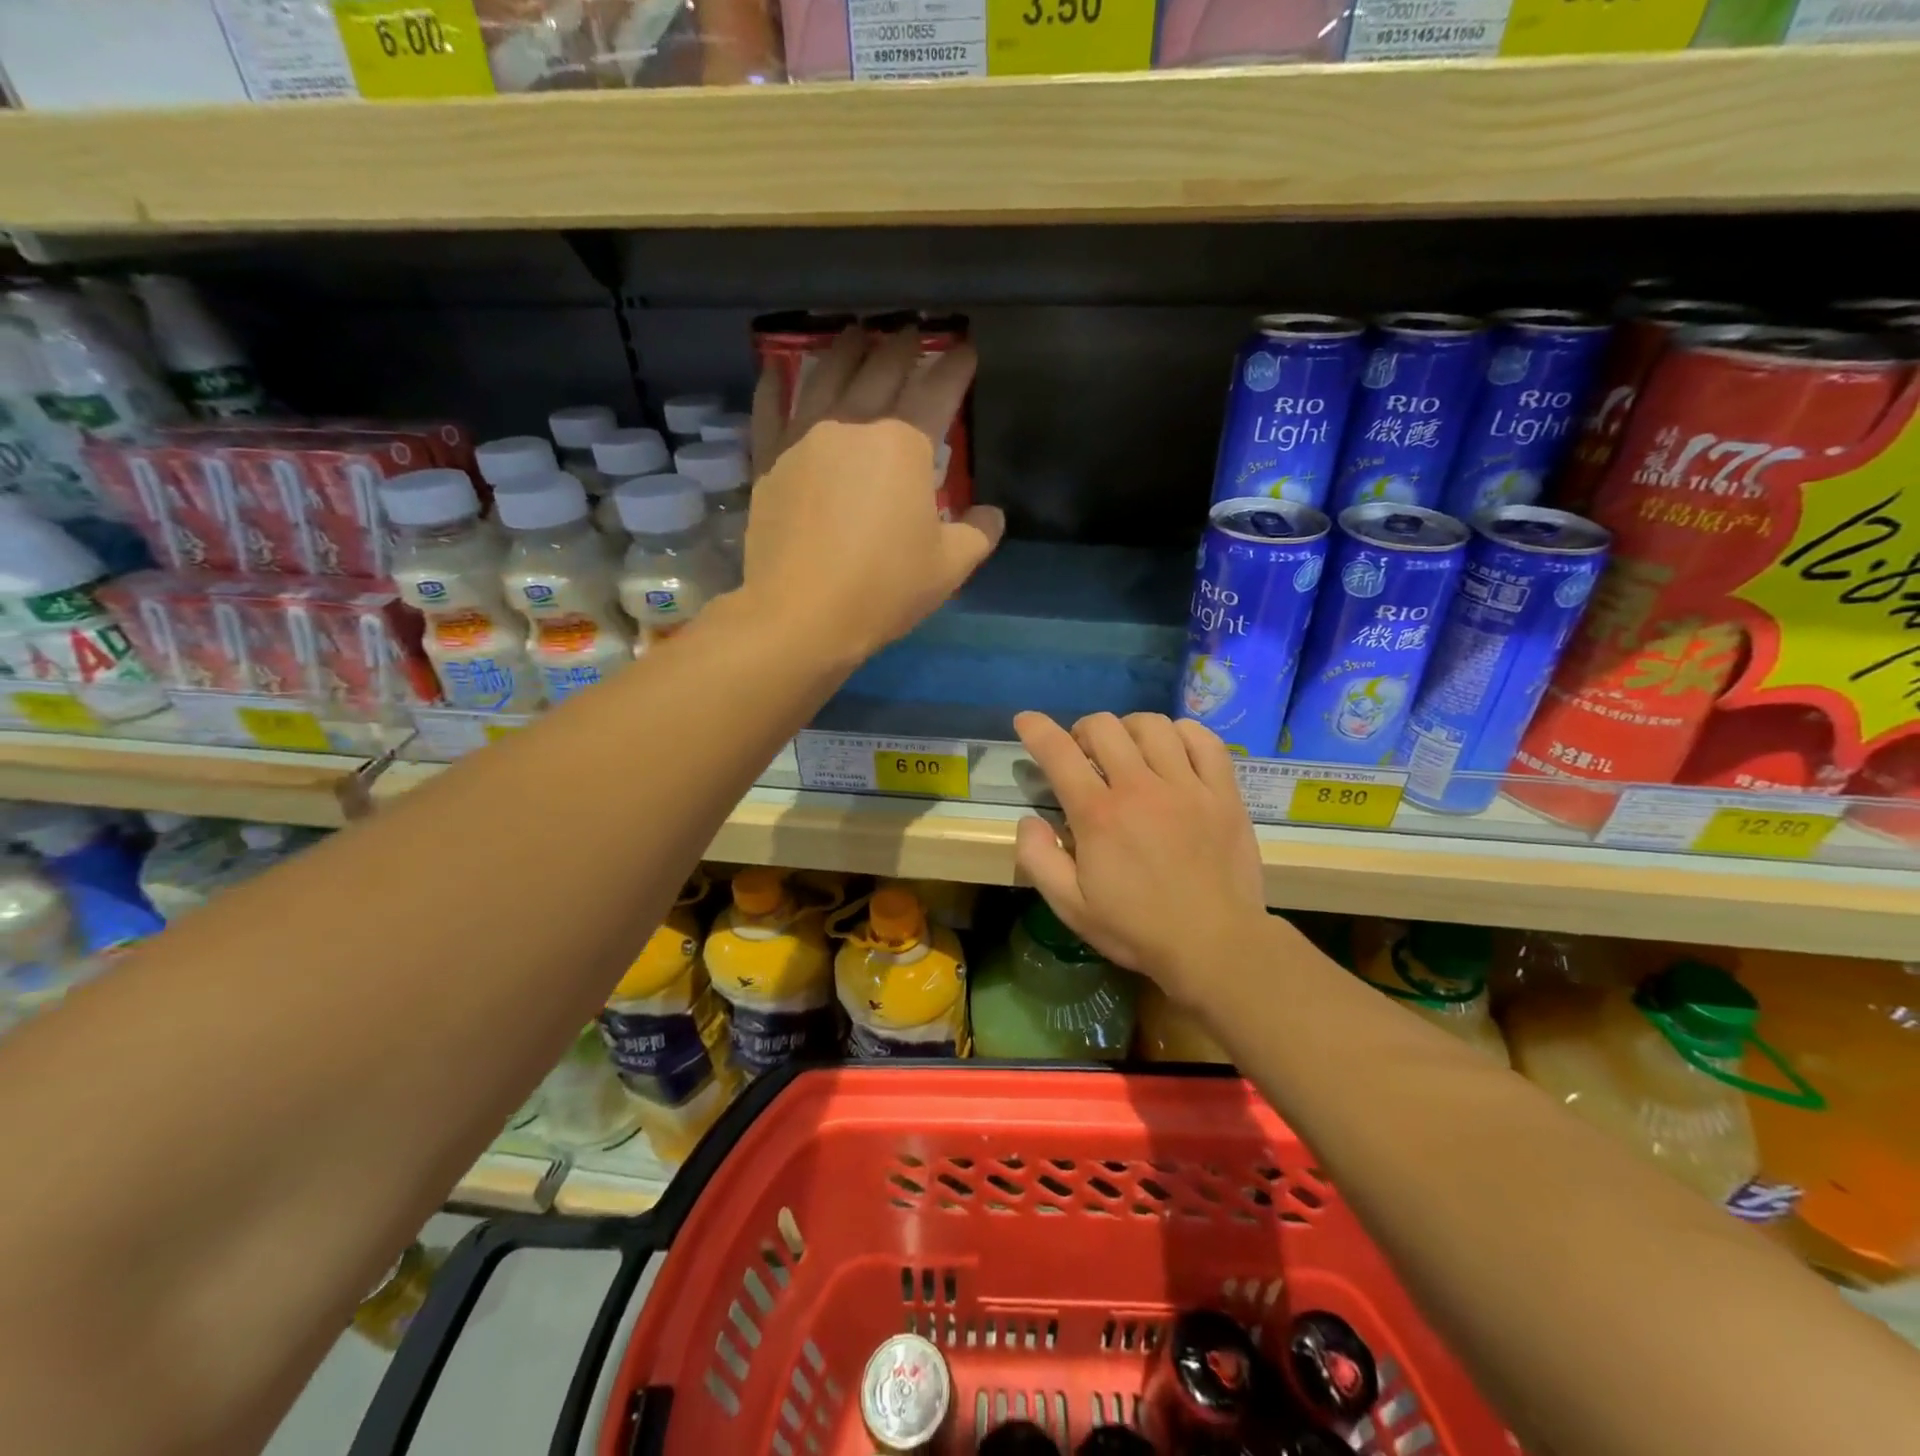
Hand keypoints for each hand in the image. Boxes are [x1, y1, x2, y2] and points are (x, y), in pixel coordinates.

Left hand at [739, 327, 1003, 660]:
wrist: (803, 614)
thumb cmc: (884, 589)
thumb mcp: (949, 568)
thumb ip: (978, 535)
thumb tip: (992, 515)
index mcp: (905, 445)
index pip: (938, 391)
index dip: (956, 366)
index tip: (966, 349)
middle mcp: (855, 424)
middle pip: (881, 369)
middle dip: (902, 345)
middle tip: (911, 330)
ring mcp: (805, 437)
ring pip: (826, 375)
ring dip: (845, 348)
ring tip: (855, 331)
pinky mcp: (769, 460)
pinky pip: (769, 409)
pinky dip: (773, 386)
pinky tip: (775, 370)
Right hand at [1013, 711, 1268, 1004]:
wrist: (1215, 946)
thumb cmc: (1136, 928)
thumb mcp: (1070, 907)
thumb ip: (1037, 859)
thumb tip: (1029, 820)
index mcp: (1099, 815)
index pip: (1058, 753)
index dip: (1036, 729)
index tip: (1026, 719)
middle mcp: (1140, 788)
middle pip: (1104, 726)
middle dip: (1083, 730)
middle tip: (1084, 754)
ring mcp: (1187, 786)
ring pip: (1152, 725)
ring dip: (1129, 729)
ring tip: (1129, 750)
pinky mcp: (1223, 793)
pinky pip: (1204, 740)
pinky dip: (1183, 733)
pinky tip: (1174, 749)